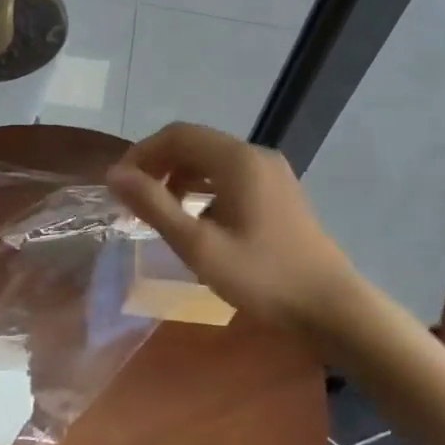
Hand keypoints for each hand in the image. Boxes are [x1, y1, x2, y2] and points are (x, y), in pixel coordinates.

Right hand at [106, 122, 351, 329]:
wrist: (331, 308)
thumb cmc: (261, 277)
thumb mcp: (198, 246)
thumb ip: (154, 205)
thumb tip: (114, 174)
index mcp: (237, 160)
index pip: (177, 135)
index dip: (141, 154)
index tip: (119, 185)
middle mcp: (255, 155)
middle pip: (194, 143)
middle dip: (158, 165)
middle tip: (134, 200)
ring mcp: (271, 172)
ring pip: (212, 160)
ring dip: (180, 177)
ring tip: (159, 211)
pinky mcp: (279, 191)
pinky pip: (230, 176)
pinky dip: (204, 188)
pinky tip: (196, 219)